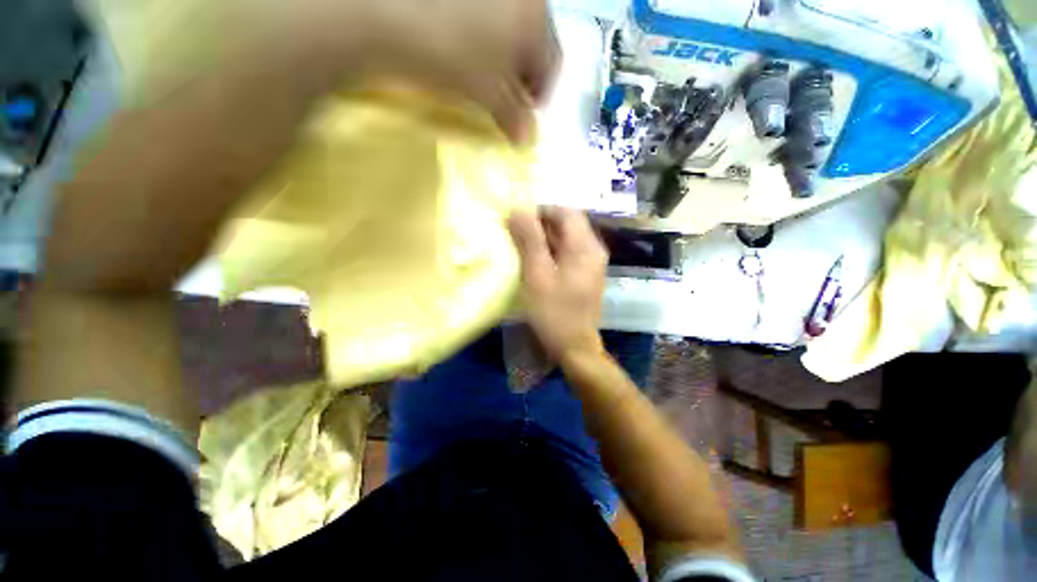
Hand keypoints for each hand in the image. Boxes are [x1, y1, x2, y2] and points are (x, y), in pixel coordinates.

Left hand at [350, 0, 559, 140]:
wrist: (392, 13)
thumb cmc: (455, 54)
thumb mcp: (490, 93)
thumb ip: (514, 117)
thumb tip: (526, 140)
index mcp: (536, 17)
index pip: (551, 65)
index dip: (540, 96)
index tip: (525, 116)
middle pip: (533, 45)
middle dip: (522, 78)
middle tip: (506, 100)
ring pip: (510, 31)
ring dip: (504, 60)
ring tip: (484, 78)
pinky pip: (488, 19)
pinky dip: (485, 42)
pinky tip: (468, 52)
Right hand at [507, 208, 607, 359]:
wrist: (575, 347)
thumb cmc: (554, 312)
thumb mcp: (537, 275)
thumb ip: (529, 240)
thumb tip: (518, 208)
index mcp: (585, 246)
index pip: (565, 211)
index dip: (540, 210)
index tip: (517, 220)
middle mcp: (593, 250)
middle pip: (567, 224)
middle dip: (540, 225)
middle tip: (515, 234)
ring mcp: (590, 263)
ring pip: (565, 239)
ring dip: (543, 238)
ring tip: (520, 246)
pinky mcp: (584, 274)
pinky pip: (566, 253)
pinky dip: (549, 251)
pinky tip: (534, 262)